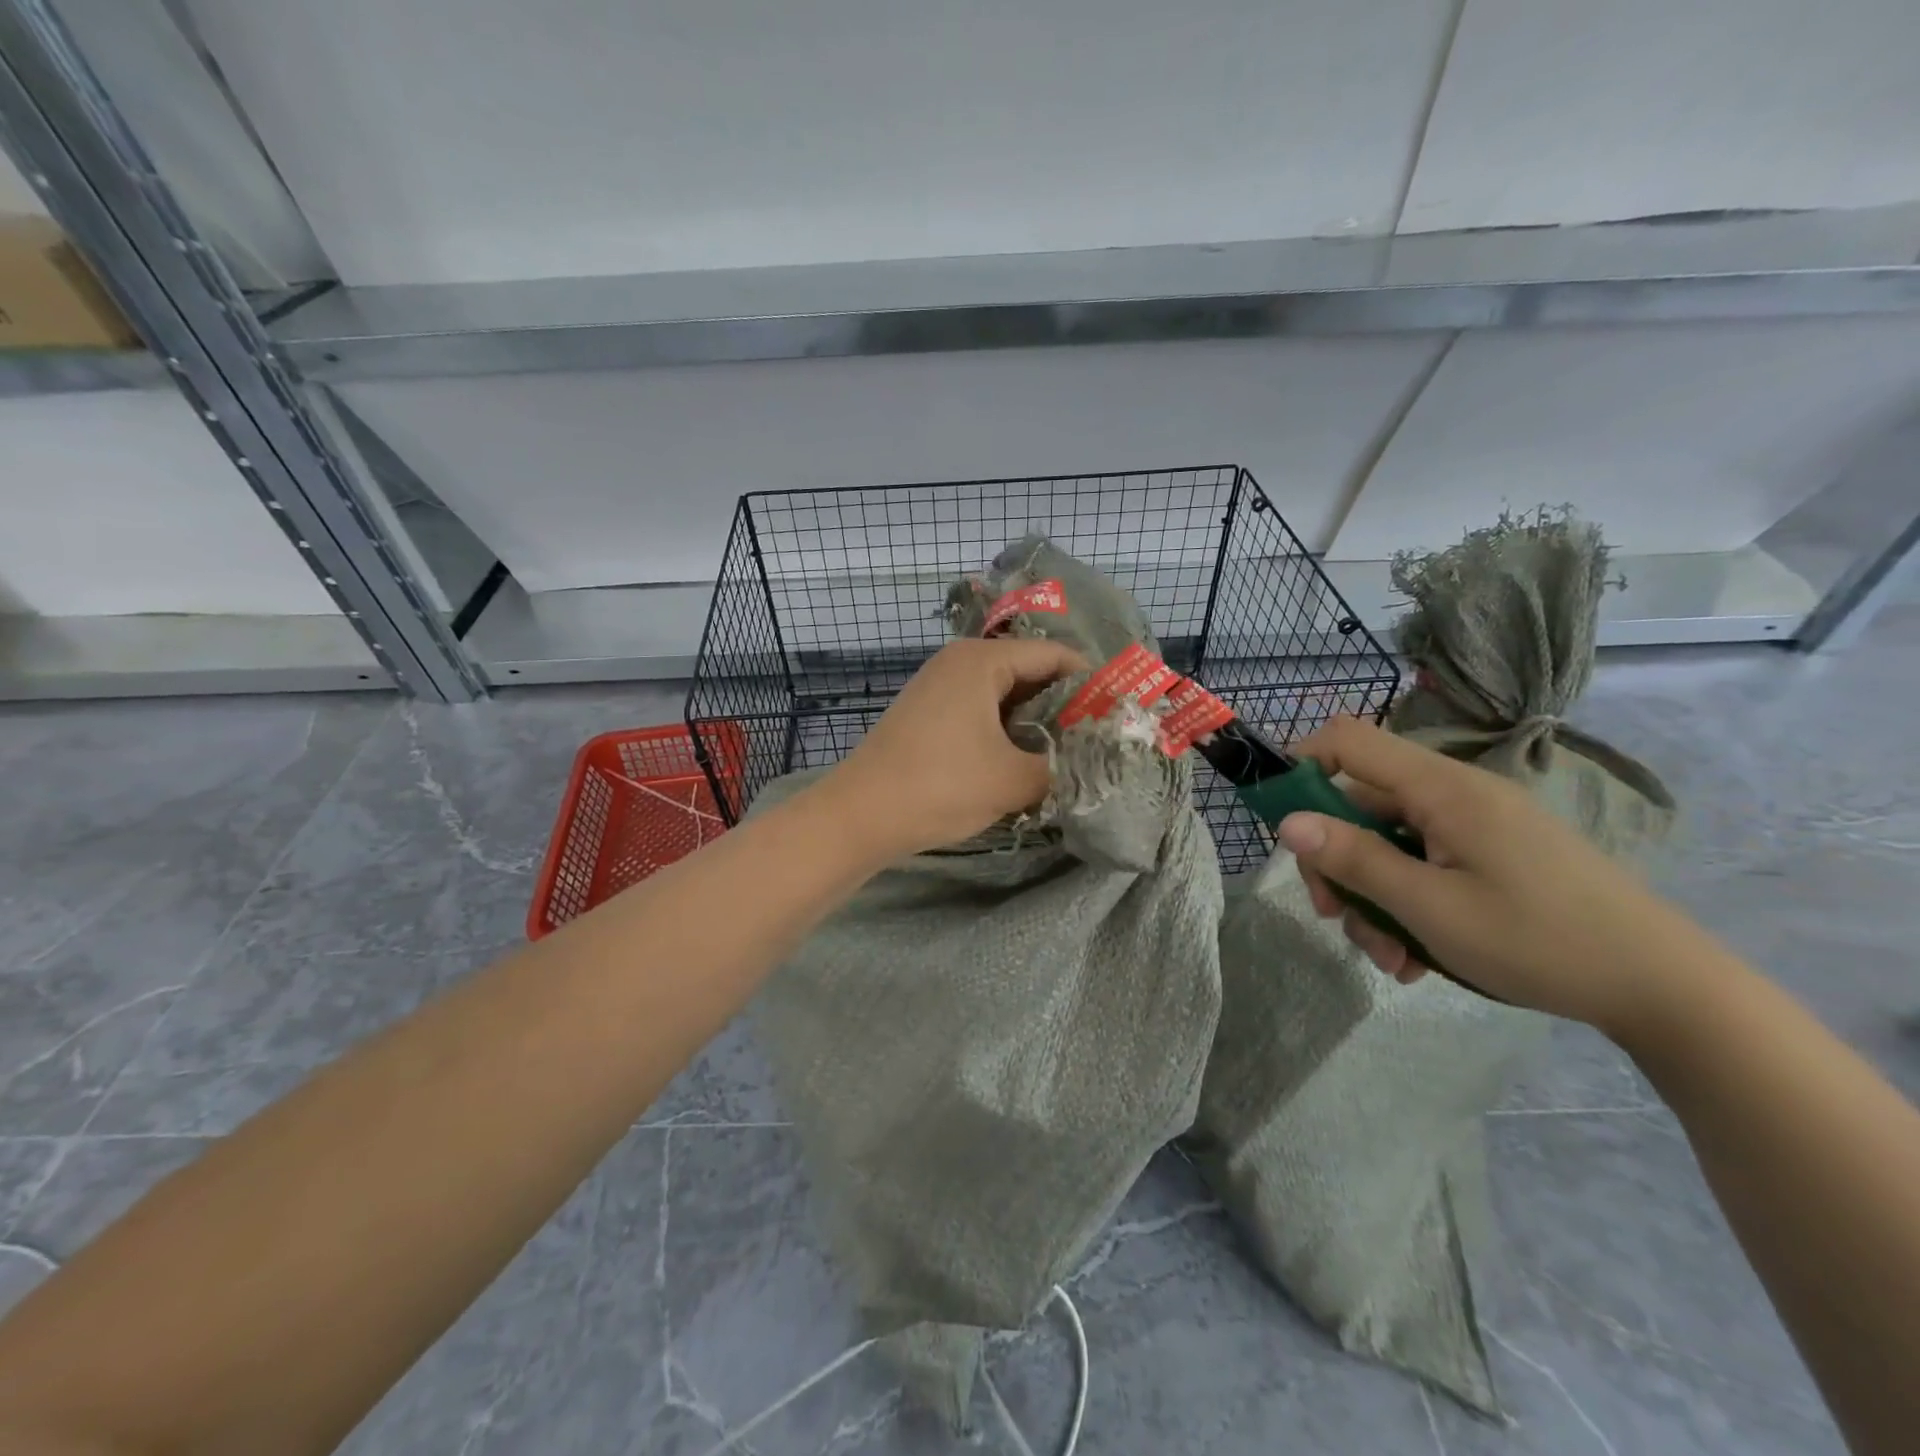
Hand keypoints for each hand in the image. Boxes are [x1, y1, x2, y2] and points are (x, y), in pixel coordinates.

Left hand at [815, 637, 1085, 860]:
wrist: (859, 816)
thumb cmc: (940, 786)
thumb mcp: (1013, 780)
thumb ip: (1064, 767)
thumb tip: (1096, 766)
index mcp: (982, 660)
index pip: (1055, 655)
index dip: (1092, 684)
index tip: (1120, 716)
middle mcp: (959, 662)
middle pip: (1029, 672)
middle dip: (1065, 706)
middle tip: (1100, 740)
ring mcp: (939, 688)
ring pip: (1005, 696)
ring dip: (1036, 723)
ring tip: (1069, 756)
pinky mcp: (927, 715)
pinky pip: (981, 712)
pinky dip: (1007, 732)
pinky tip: (1024, 762)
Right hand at [1276, 716, 1706, 1033]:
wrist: (1667, 988)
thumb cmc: (1540, 941)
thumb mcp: (1430, 908)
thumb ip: (1354, 860)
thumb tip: (1287, 823)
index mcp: (1442, 789)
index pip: (1349, 740)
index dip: (1302, 764)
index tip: (1280, 820)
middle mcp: (1455, 794)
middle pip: (1361, 803)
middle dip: (1337, 861)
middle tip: (1333, 917)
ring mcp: (1477, 825)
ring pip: (1390, 843)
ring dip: (1372, 896)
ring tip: (1387, 957)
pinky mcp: (1493, 854)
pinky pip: (1425, 863)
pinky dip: (1407, 903)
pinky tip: (1416, 957)